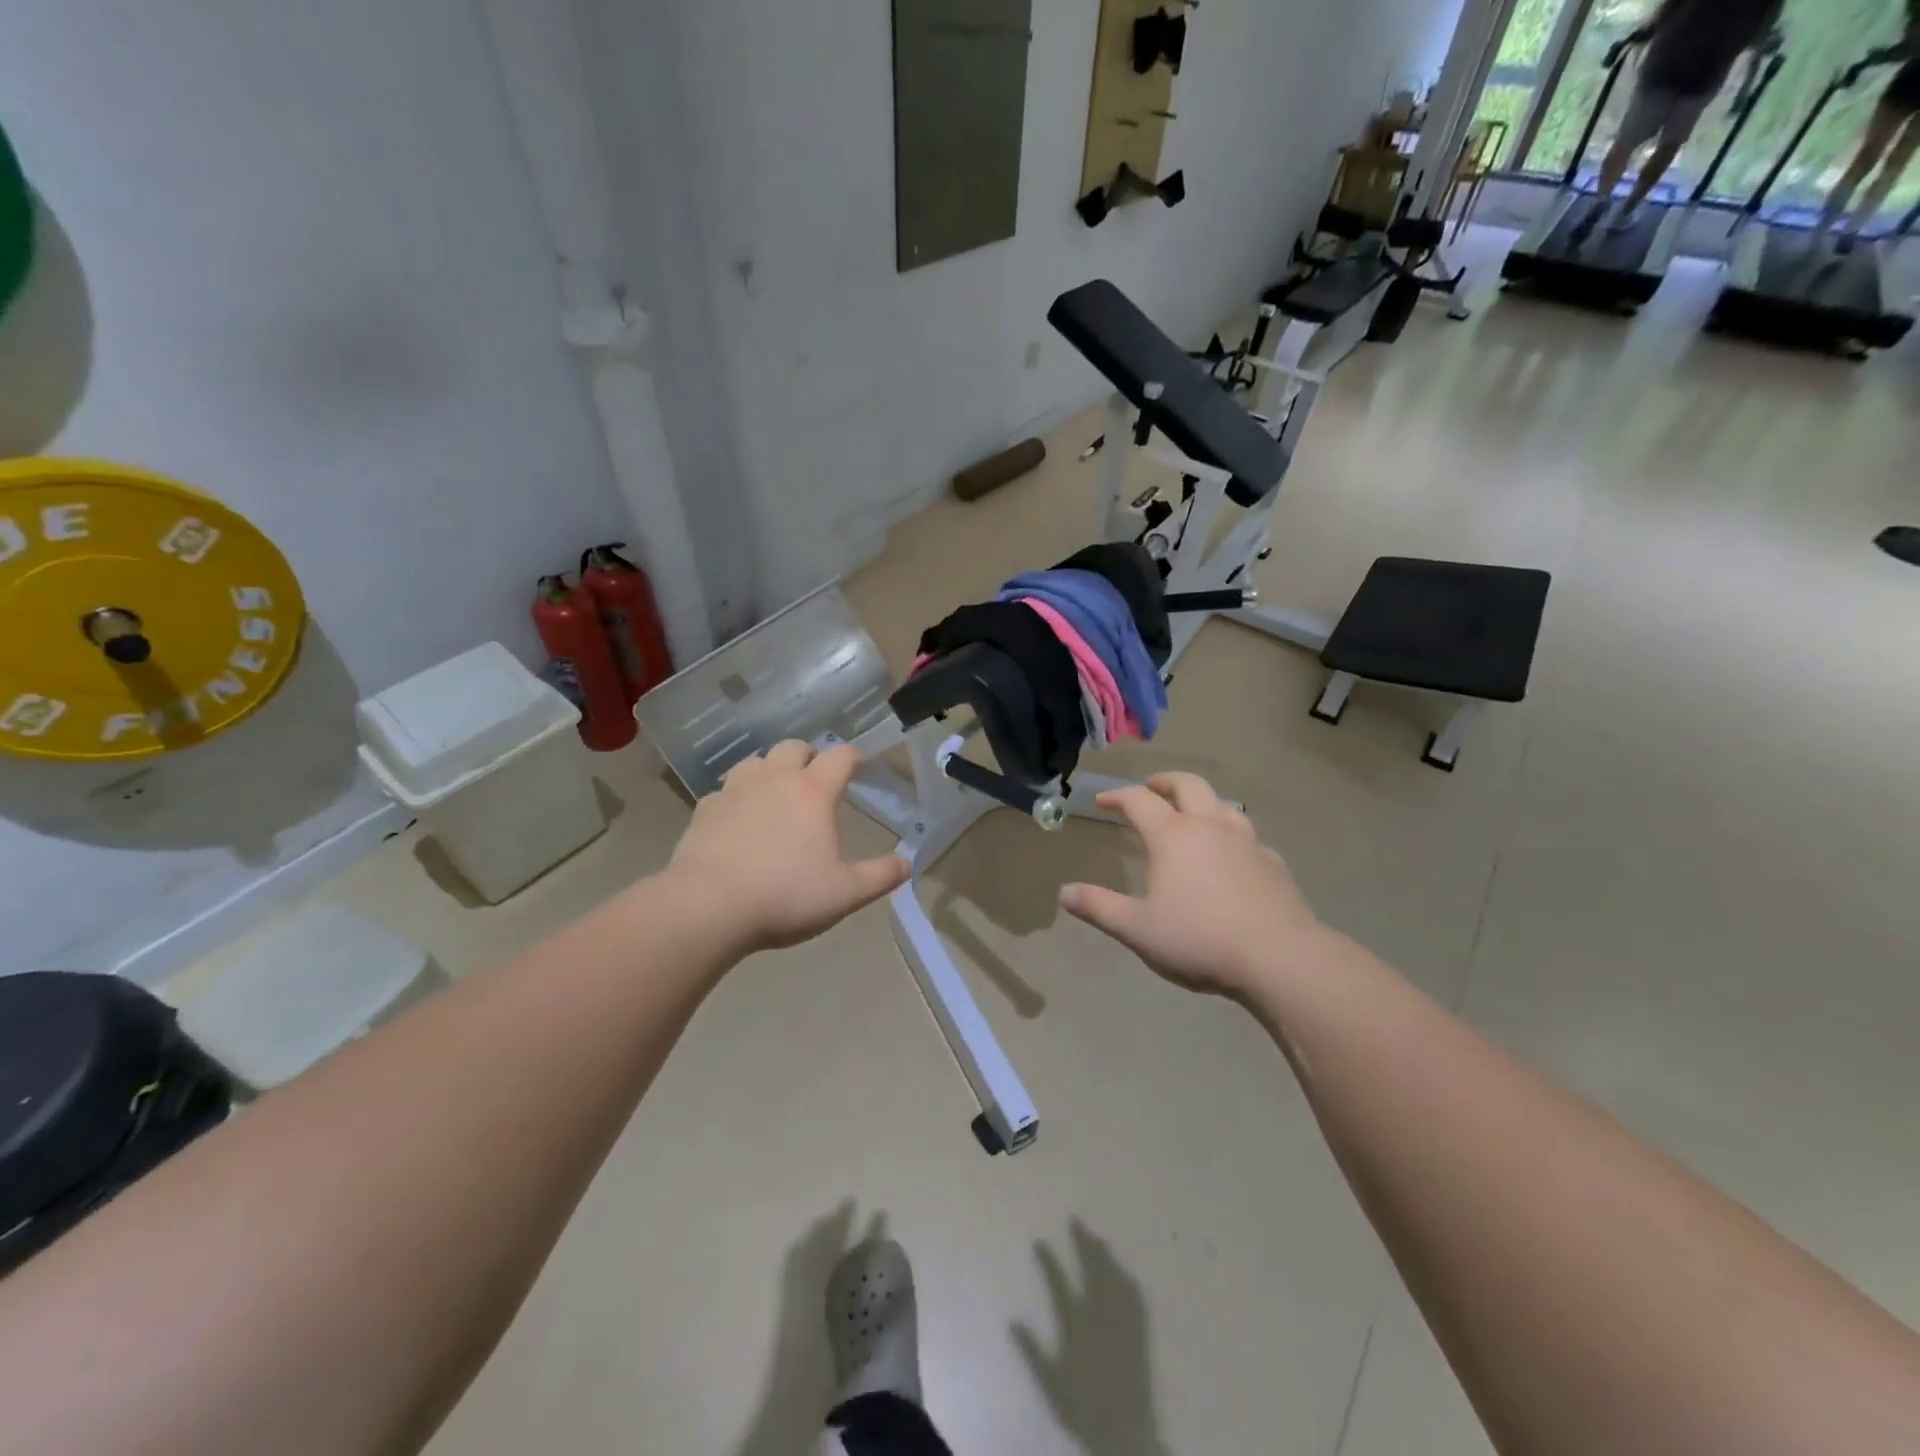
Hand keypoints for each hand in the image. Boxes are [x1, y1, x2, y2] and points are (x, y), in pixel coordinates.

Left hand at [666, 740, 908, 954]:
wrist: (707, 907)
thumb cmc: (785, 896)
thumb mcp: (845, 893)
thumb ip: (880, 876)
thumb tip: (907, 864)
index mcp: (813, 792)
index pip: (841, 756)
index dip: (854, 757)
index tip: (858, 766)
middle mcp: (775, 779)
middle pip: (795, 747)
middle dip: (810, 756)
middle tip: (816, 779)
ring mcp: (735, 790)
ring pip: (756, 761)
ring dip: (770, 769)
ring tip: (776, 792)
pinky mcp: (704, 809)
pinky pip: (725, 790)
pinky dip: (737, 796)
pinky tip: (738, 819)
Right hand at [1059, 773, 1323, 998]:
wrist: (1279, 958)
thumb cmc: (1199, 939)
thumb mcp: (1137, 929)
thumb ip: (1099, 907)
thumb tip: (1065, 893)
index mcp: (1173, 836)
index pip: (1138, 801)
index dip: (1117, 797)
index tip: (1102, 801)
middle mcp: (1209, 827)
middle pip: (1187, 785)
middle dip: (1164, 782)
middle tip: (1150, 789)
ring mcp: (1247, 843)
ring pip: (1222, 805)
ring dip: (1201, 802)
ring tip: (1191, 816)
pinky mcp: (1273, 864)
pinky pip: (1248, 837)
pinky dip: (1231, 836)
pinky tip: (1231, 856)